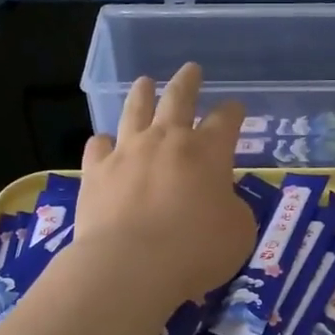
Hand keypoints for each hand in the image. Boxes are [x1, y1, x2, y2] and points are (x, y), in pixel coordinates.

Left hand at [75, 64, 257, 305]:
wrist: (131, 265)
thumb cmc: (196, 250)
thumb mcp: (239, 233)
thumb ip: (234, 209)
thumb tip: (222, 202)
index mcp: (209, 152)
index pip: (226, 120)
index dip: (233, 112)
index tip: (235, 108)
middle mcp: (167, 141)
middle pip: (179, 99)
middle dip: (188, 83)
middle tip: (191, 69)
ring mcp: (128, 152)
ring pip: (135, 111)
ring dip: (142, 94)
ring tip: (145, 82)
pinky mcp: (96, 172)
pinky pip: (98, 146)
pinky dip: (104, 142)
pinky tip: (104, 142)